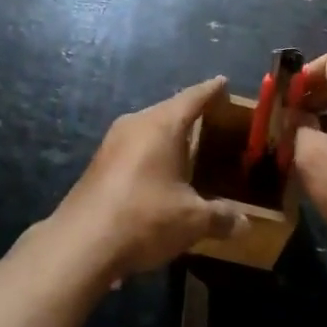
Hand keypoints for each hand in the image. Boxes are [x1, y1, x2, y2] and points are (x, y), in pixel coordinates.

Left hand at [57, 77, 249, 278]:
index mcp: (161, 125)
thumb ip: (220, 218)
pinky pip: (134, 149)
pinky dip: (152, 155)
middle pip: (169, 111)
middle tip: (215, 120)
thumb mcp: (191, 221)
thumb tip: (245, 224)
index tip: (223, 81)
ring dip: (169, 138)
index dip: (211, 90)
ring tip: (190, 148)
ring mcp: (112, 143)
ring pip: (149, 130)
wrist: (80, 244)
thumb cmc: (144, 218)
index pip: (192, 97)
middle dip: (191, 115)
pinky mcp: (98, 165)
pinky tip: (160, 175)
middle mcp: (135, 124)